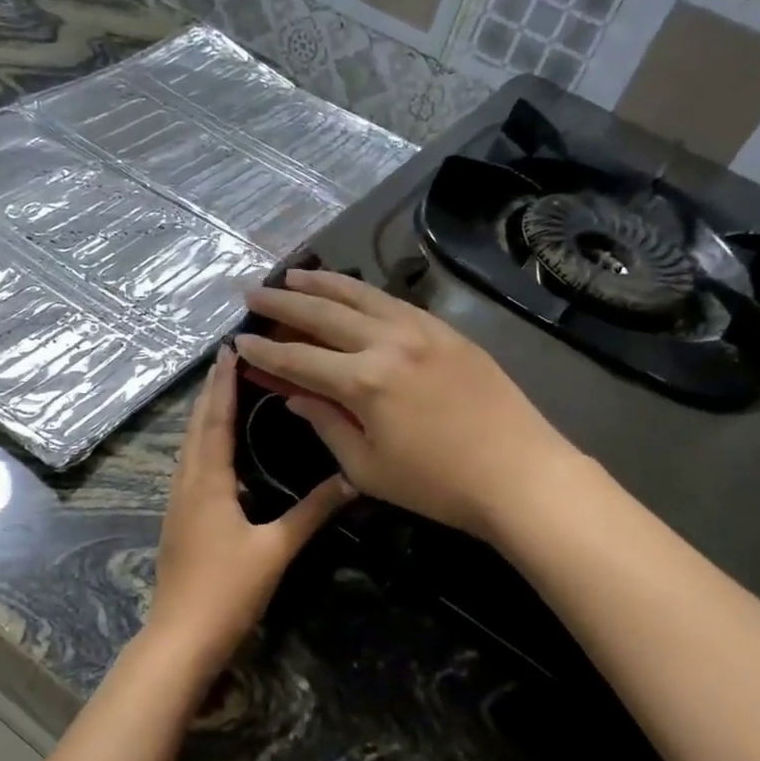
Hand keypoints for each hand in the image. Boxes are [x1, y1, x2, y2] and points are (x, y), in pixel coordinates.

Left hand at [146, 346, 353, 669]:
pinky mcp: (178, 519)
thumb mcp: (275, 550)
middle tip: (229, 359)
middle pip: (196, 426)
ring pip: (189, 445)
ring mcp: (177, 502)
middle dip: (211, 391)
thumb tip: (351, 480)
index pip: (214, 420)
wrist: (181, 637)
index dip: (222, 384)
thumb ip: (312, 512)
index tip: (229, 349)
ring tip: (224, 391)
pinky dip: (202, 442)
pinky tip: (217, 448)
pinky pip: (189, 465)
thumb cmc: (227, 591)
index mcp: (207, 482)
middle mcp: (186, 483)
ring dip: (204, 414)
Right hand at [238, 269, 578, 540]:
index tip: (239, 341)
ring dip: (321, 283)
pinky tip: (350, 292)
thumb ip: (326, 424)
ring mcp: (422, 329)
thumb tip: (295, 397)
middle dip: (282, 303)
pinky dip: (363, 292)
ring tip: (292, 275)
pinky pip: (394, 302)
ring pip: (360, 294)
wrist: (520, 474)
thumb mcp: (367, 467)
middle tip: (251, 293)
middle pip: (322, 313)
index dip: (264, 352)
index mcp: (364, 381)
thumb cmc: (438, 485)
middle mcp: (388, 342)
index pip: (298, 359)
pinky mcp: (447, 330)